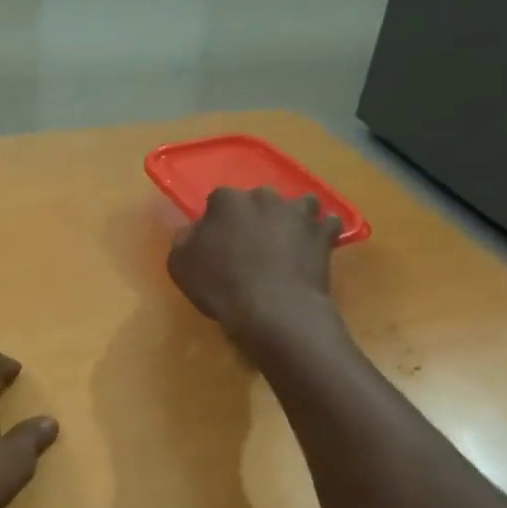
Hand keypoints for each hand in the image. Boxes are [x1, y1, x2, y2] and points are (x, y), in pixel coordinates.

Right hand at [167, 187, 342, 348]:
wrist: (273, 310)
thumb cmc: (221, 286)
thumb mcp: (180, 265)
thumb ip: (184, 240)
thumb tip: (193, 231)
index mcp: (226, 201)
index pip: (219, 201)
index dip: (219, 221)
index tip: (218, 241)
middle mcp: (264, 197)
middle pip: (259, 200)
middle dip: (256, 217)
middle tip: (252, 245)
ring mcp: (298, 213)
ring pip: (298, 205)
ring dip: (293, 218)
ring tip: (288, 242)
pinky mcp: (323, 233)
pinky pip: (327, 225)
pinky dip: (322, 234)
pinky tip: (315, 248)